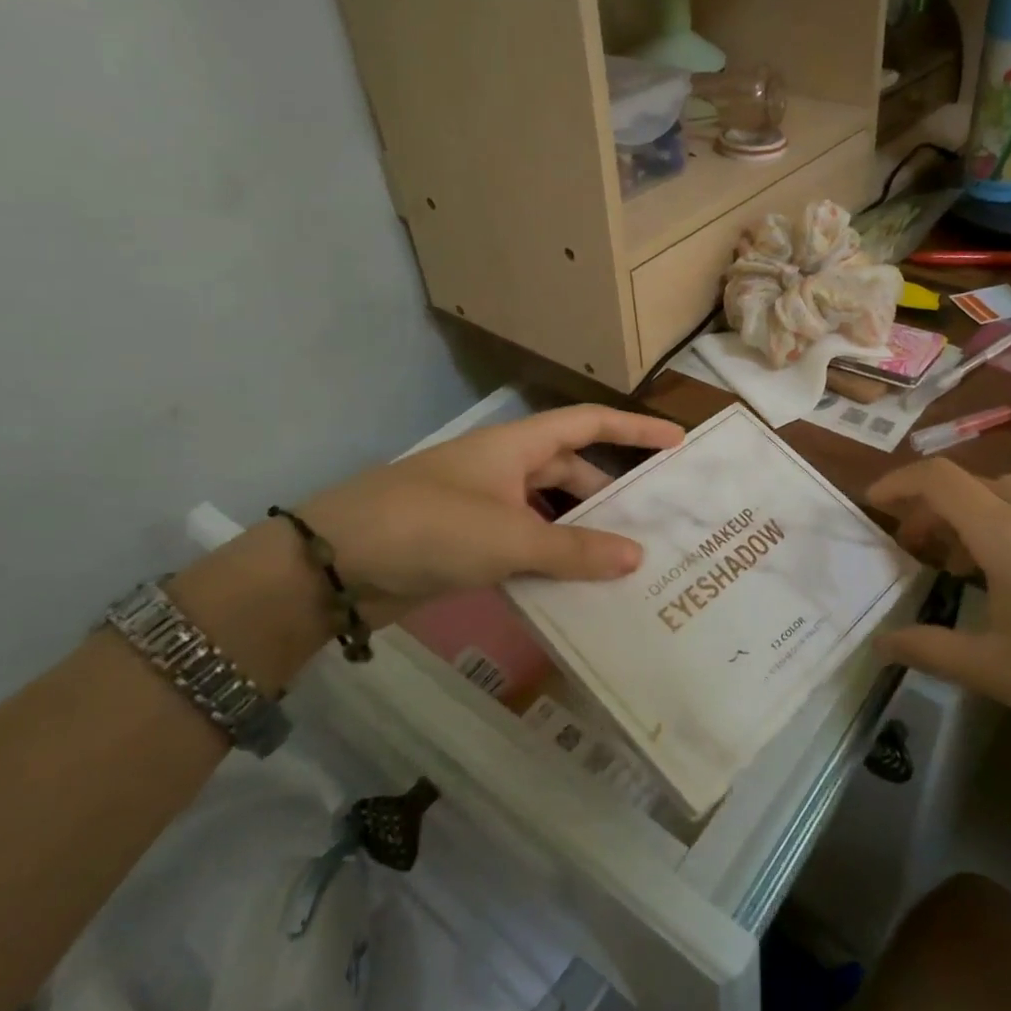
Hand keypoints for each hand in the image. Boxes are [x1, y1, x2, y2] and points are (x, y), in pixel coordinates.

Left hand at [303, 405, 685, 606]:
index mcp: (517, 446)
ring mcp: (485, 507)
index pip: (588, 424)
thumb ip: (574, 550)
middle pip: (572, 472)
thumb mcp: (509, 538)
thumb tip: (636, 558)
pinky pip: (525, 545)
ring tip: (625, 561)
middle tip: (655, 521)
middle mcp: (505, 470)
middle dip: (611, 494)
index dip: (634, 429)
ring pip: (549, 513)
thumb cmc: (430, 527)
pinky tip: (576, 587)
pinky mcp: (468, 543)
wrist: (335, 565)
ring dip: (581, 534)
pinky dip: (551, 560)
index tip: (676, 442)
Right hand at [866, 460, 1010, 780]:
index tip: (874, 503)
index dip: (898, 482)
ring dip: (975, 516)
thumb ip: (928, 649)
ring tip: (965, 565)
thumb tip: (880, 644)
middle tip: (914, 547)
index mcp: (1009, 534)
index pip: (939, 479)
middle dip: (932, 507)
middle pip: (972, 484)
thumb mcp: (995, 671)